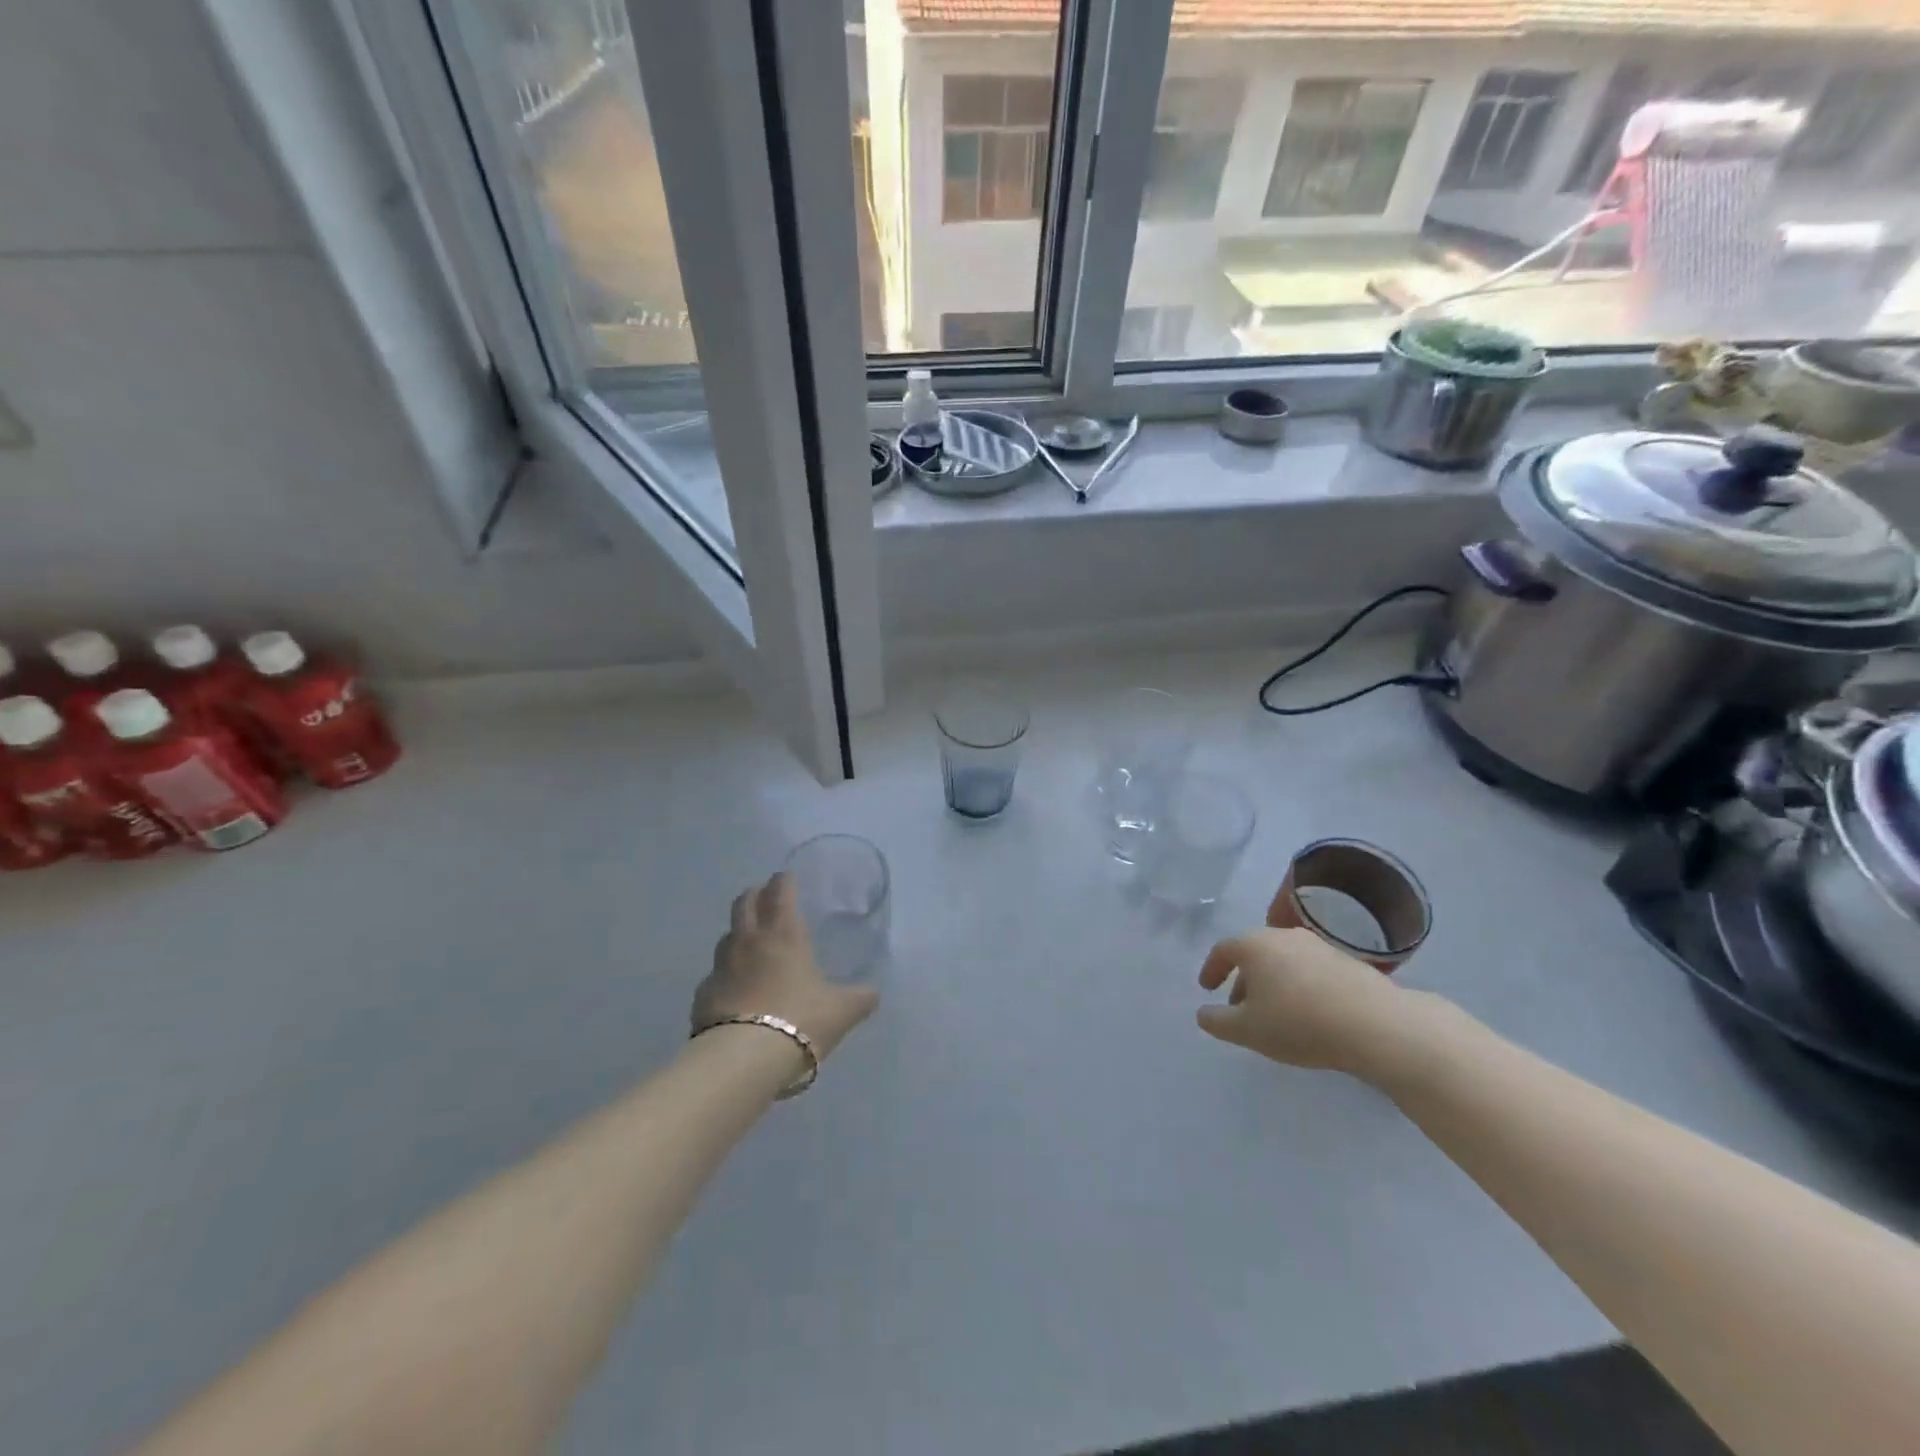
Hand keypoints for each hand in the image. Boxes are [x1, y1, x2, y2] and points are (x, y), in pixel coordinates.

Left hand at [692, 873, 877, 1059]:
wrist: (744, 1059)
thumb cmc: (800, 1020)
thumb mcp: (842, 1011)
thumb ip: (860, 998)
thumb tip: (873, 994)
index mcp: (784, 934)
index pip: (780, 891)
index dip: (784, 881)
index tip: (787, 878)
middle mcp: (749, 941)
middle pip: (744, 902)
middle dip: (755, 894)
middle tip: (764, 897)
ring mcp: (721, 966)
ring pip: (727, 935)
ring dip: (739, 932)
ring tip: (750, 944)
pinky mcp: (702, 994)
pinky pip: (715, 974)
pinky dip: (726, 974)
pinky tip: (735, 989)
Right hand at [1196, 928, 1432, 1078]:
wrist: (1375, 1024)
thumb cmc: (1298, 1022)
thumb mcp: (1247, 1030)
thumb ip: (1218, 1021)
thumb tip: (1203, 1013)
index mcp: (1255, 945)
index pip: (1223, 950)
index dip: (1211, 969)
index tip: (1207, 989)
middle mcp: (1284, 936)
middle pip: (1254, 954)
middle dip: (1243, 980)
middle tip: (1240, 1008)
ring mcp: (1318, 946)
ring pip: (1284, 961)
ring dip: (1273, 983)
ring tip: (1275, 1014)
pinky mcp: (1347, 962)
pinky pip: (1311, 970)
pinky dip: (1300, 986)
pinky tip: (1309, 1014)